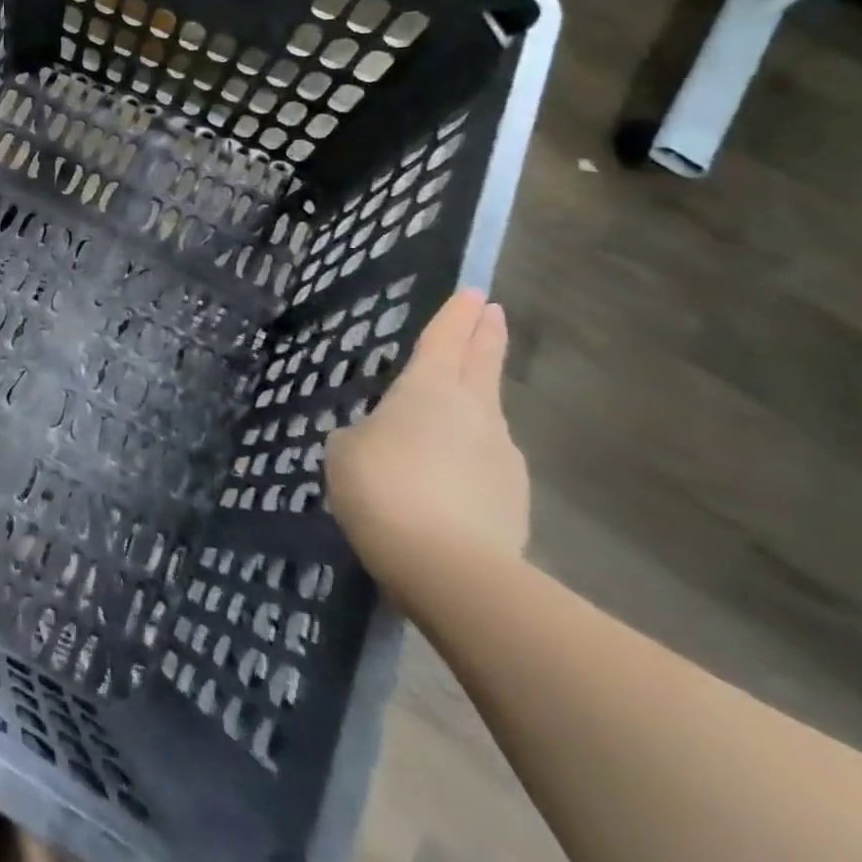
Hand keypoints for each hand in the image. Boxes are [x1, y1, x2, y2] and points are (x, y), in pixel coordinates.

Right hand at [325, 289, 528, 588]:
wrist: (448, 569)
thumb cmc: (383, 487)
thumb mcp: (346, 451)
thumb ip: (364, 436)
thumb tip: (382, 442)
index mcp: (429, 388)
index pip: (445, 338)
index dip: (456, 314)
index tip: (474, 292)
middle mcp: (475, 412)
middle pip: (483, 364)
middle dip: (486, 336)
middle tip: (494, 313)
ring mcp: (502, 457)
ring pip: (485, 419)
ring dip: (472, 410)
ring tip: (444, 423)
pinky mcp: (515, 502)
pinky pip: (484, 468)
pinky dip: (468, 464)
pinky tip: (446, 485)